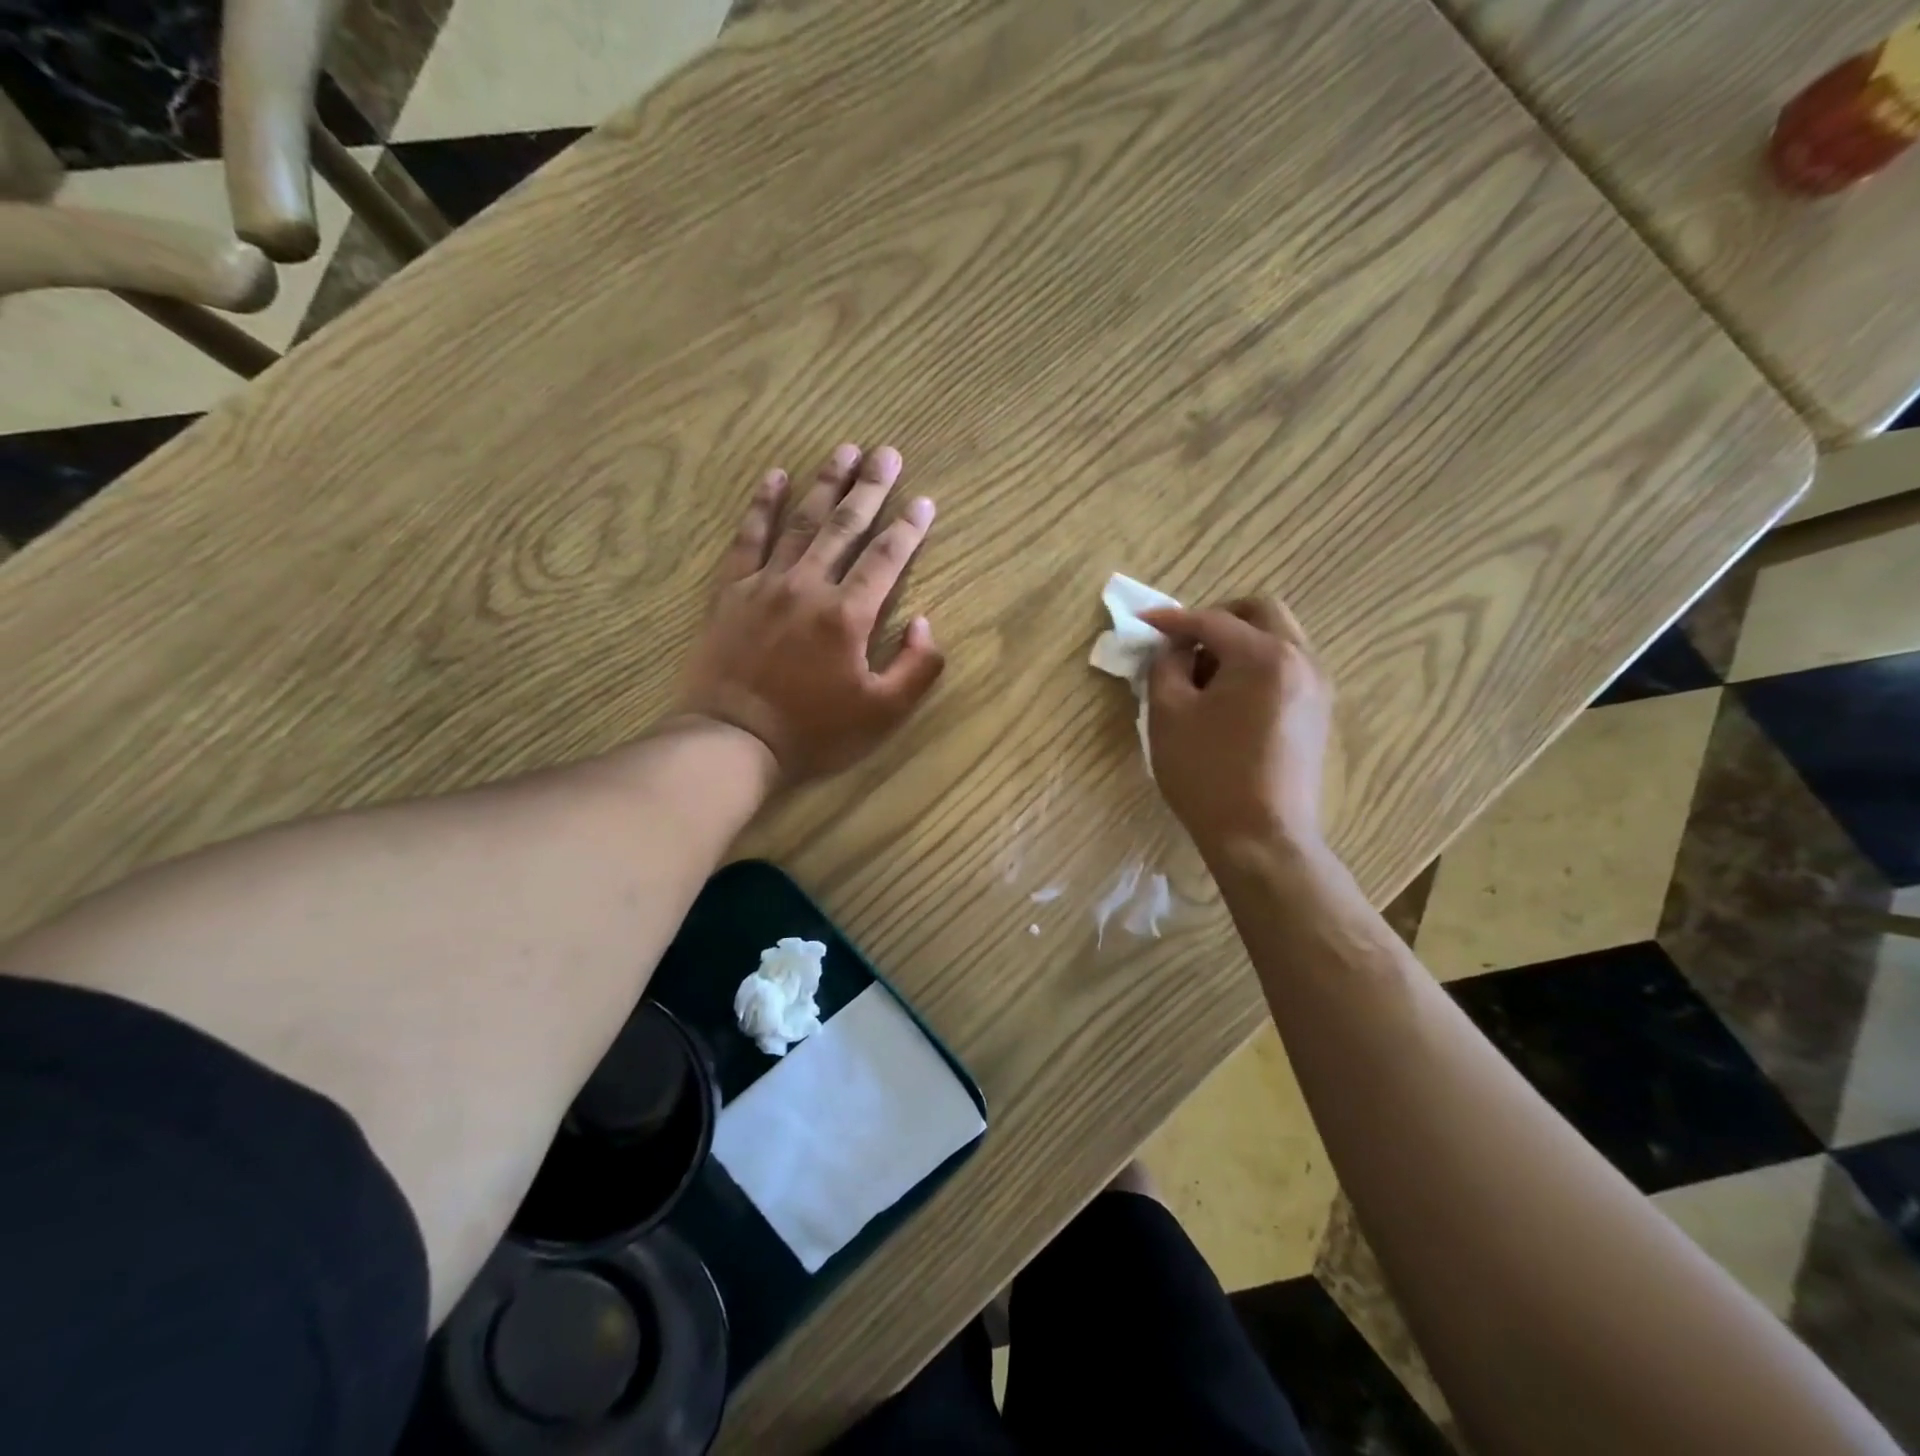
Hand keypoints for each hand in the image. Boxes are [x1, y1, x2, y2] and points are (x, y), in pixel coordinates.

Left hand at [674, 443, 944, 782]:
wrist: (733, 741)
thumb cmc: (813, 732)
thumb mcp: (882, 714)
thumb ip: (916, 667)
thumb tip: (925, 622)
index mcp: (848, 615)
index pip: (886, 558)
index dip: (908, 528)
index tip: (924, 500)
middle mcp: (808, 586)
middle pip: (845, 526)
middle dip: (870, 487)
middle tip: (887, 452)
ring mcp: (765, 584)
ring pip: (801, 522)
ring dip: (825, 483)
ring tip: (844, 449)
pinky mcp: (731, 591)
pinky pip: (748, 537)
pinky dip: (762, 505)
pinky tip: (775, 477)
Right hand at [1141, 597, 1332, 857]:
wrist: (1262, 838)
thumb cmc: (1208, 774)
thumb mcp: (1169, 715)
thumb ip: (1165, 666)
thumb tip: (1171, 647)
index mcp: (1264, 655)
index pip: (1212, 620)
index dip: (1172, 620)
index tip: (1143, 623)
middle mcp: (1301, 659)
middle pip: (1261, 612)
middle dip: (1217, 618)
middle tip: (1184, 643)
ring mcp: (1317, 686)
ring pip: (1278, 637)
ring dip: (1239, 642)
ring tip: (1202, 675)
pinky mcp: (1318, 712)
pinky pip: (1286, 666)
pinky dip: (1256, 665)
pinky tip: (1228, 698)